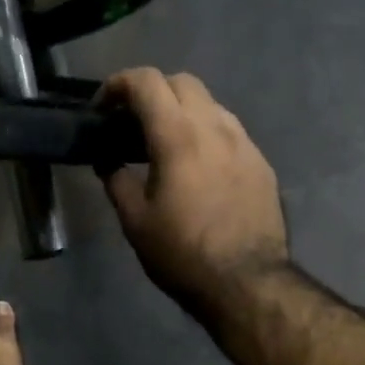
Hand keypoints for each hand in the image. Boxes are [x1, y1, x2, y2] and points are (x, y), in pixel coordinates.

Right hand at [101, 69, 289, 313]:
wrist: (247, 283)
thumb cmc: (182, 254)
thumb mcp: (136, 222)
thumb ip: (116, 181)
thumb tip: (107, 161)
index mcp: (179, 136)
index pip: (147, 82)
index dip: (118, 84)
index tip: (103, 107)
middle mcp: (215, 127)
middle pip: (182, 82)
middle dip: (152, 91)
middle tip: (132, 122)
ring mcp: (245, 143)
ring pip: (210, 104)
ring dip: (182, 110)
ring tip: (165, 143)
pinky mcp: (261, 163)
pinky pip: (229, 131)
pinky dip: (206, 133)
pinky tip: (198, 165)